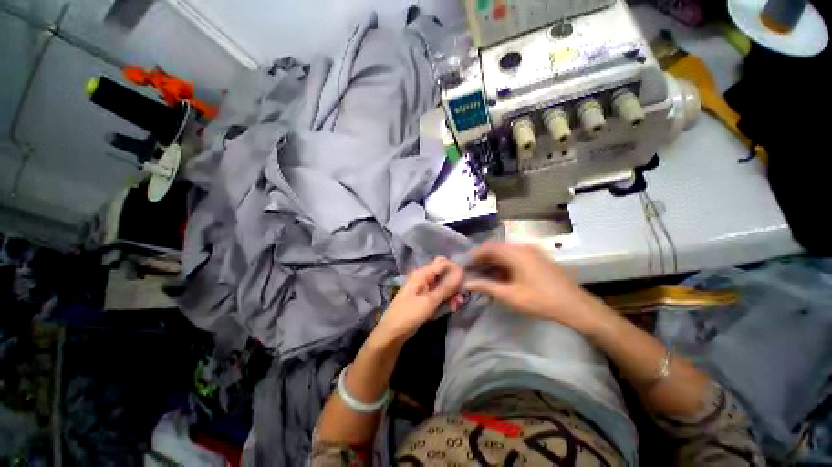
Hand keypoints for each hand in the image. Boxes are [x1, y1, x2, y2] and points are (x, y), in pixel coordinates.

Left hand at [373, 256, 463, 343]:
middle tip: (461, 298)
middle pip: (444, 274)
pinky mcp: (425, 298)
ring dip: (451, 294)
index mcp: (422, 274)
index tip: (466, 280)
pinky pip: (439, 295)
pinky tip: (451, 308)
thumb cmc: (409, 314)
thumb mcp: (430, 301)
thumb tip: (461, 271)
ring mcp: (424, 288)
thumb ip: (446, 286)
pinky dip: (445, 300)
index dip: (455, 269)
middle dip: (454, 285)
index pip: (442, 263)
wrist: (392, 333)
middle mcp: (423, 278)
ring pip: (443, 286)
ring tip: (456, 306)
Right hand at [464, 242, 613, 333]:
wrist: (576, 307)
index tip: (466, 266)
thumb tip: (467, 283)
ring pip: (506, 251)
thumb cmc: (540, 301)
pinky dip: (505, 262)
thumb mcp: (510, 295)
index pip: (488, 248)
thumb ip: (486, 287)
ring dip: (494, 260)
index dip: (475, 255)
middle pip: (496, 248)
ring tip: (485, 274)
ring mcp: (532, 251)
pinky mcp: (538, 257)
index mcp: (515, 253)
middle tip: (473, 271)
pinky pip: (515, 255)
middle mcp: (523, 247)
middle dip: (483, 258)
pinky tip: (502, 275)